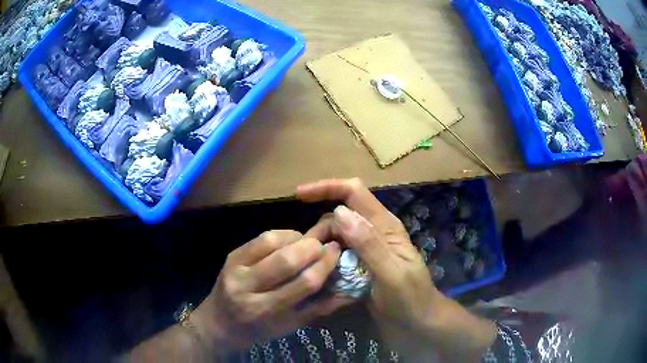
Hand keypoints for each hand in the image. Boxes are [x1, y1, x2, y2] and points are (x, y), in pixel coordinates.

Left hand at [193, 230, 343, 352]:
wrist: (219, 323)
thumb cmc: (258, 329)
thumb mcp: (291, 326)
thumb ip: (320, 307)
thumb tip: (350, 287)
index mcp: (265, 311)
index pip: (303, 283)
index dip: (325, 264)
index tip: (337, 251)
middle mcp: (247, 288)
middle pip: (286, 260)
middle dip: (313, 247)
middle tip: (325, 245)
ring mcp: (235, 268)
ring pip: (272, 242)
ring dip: (297, 238)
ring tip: (307, 244)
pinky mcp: (231, 255)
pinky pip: (261, 237)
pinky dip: (282, 235)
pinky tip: (290, 241)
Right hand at [297, 179, 495, 360]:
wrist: (418, 324)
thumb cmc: (411, 299)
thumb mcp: (392, 273)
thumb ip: (368, 244)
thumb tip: (339, 211)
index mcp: (385, 226)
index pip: (354, 192)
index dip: (327, 187)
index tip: (299, 194)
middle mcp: (373, 232)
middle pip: (338, 217)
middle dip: (319, 230)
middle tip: (307, 256)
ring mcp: (366, 250)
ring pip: (335, 237)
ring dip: (320, 249)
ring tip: (311, 271)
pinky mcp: (360, 267)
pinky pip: (336, 257)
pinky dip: (326, 263)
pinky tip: (319, 279)